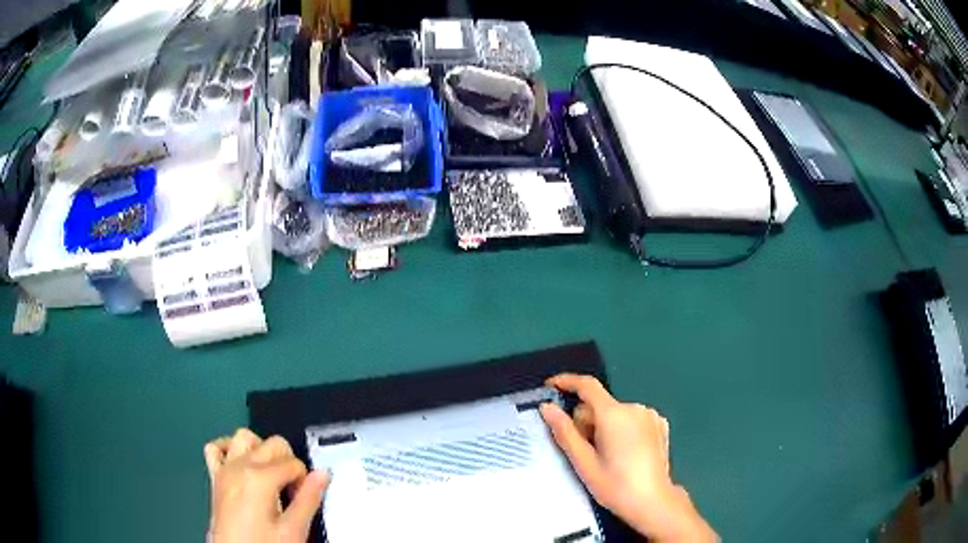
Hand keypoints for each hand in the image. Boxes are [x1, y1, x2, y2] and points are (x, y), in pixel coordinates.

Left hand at [204, 429, 329, 542]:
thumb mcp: (293, 530)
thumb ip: (308, 500)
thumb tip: (323, 474)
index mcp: (260, 478)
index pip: (294, 463)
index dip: (304, 482)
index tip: (301, 501)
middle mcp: (240, 466)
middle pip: (273, 444)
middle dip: (288, 463)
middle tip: (292, 492)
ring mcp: (224, 469)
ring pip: (244, 437)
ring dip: (261, 449)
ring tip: (270, 476)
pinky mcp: (214, 477)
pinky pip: (215, 448)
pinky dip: (228, 448)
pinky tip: (240, 464)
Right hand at [541, 374, 716, 541]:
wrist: (653, 502)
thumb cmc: (615, 485)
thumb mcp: (584, 463)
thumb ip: (564, 432)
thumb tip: (546, 407)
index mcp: (614, 414)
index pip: (587, 386)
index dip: (566, 382)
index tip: (550, 386)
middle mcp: (635, 407)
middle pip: (600, 404)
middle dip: (587, 421)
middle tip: (584, 450)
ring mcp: (651, 415)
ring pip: (616, 413)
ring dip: (605, 426)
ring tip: (607, 456)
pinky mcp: (660, 424)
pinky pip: (632, 419)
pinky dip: (623, 429)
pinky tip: (626, 452)